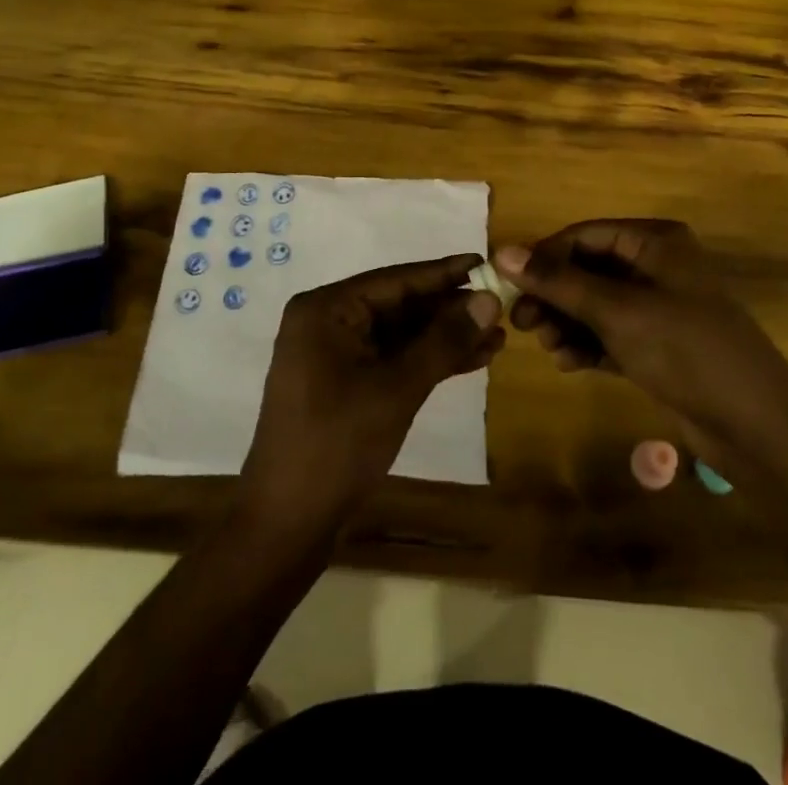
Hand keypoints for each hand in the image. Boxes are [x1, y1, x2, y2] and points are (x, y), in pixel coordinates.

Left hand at [240, 254, 504, 534]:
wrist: (287, 524)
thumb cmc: (337, 444)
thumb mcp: (397, 388)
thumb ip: (443, 340)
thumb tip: (488, 300)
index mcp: (326, 310)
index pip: (395, 280)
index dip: (443, 273)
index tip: (485, 262)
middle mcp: (328, 322)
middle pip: (399, 305)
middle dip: (450, 310)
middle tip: (500, 306)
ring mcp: (335, 355)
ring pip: (401, 335)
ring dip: (445, 338)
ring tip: (498, 336)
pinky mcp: (345, 384)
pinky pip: (393, 360)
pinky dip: (428, 361)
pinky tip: (472, 360)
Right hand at [496, 220, 787, 449]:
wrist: (755, 426)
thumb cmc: (685, 350)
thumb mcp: (617, 311)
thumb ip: (559, 282)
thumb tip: (503, 251)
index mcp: (655, 241)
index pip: (585, 235)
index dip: (544, 256)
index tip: (507, 285)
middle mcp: (656, 266)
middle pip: (588, 269)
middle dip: (554, 295)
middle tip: (521, 323)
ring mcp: (658, 307)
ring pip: (596, 304)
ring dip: (568, 322)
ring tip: (548, 347)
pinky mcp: (658, 344)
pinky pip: (611, 333)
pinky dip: (588, 344)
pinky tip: (569, 364)